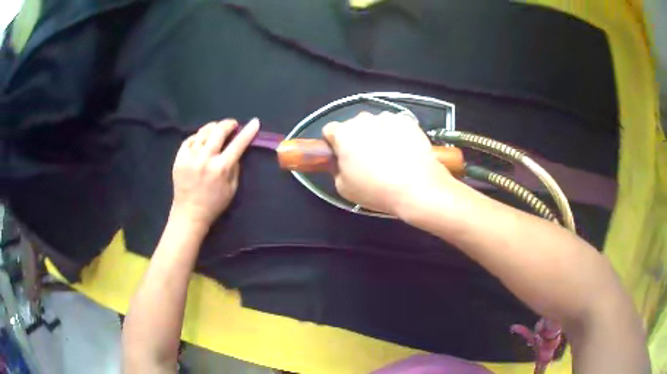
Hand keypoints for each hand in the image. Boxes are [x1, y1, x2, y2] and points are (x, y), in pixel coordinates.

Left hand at [171, 118, 259, 226]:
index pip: (238, 144)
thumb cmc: (214, 204)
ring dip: (213, 128)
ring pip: (203, 132)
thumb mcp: (232, 189)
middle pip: (218, 131)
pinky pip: (190, 139)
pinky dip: (197, 137)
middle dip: (228, 124)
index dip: (248, 131)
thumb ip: (235, 168)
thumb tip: (236, 150)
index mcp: (221, 168)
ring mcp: (190, 157)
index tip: (255, 122)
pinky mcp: (179, 158)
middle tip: (232, 125)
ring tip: (216, 132)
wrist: (189, 213)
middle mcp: (205, 159)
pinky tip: (201, 141)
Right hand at [323, 111, 452, 215]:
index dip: (334, 144)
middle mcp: (363, 119)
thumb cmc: (376, 190)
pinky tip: (403, 151)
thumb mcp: (343, 188)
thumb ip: (335, 168)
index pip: (329, 130)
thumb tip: (340, 161)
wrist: (418, 188)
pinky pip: (395, 124)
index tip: (341, 156)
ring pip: (375, 123)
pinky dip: (396, 133)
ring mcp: (387, 117)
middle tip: (366, 159)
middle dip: (356, 138)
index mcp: (343, 134)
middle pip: (353, 125)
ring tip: (389, 155)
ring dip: (377, 134)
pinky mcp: (408, 121)